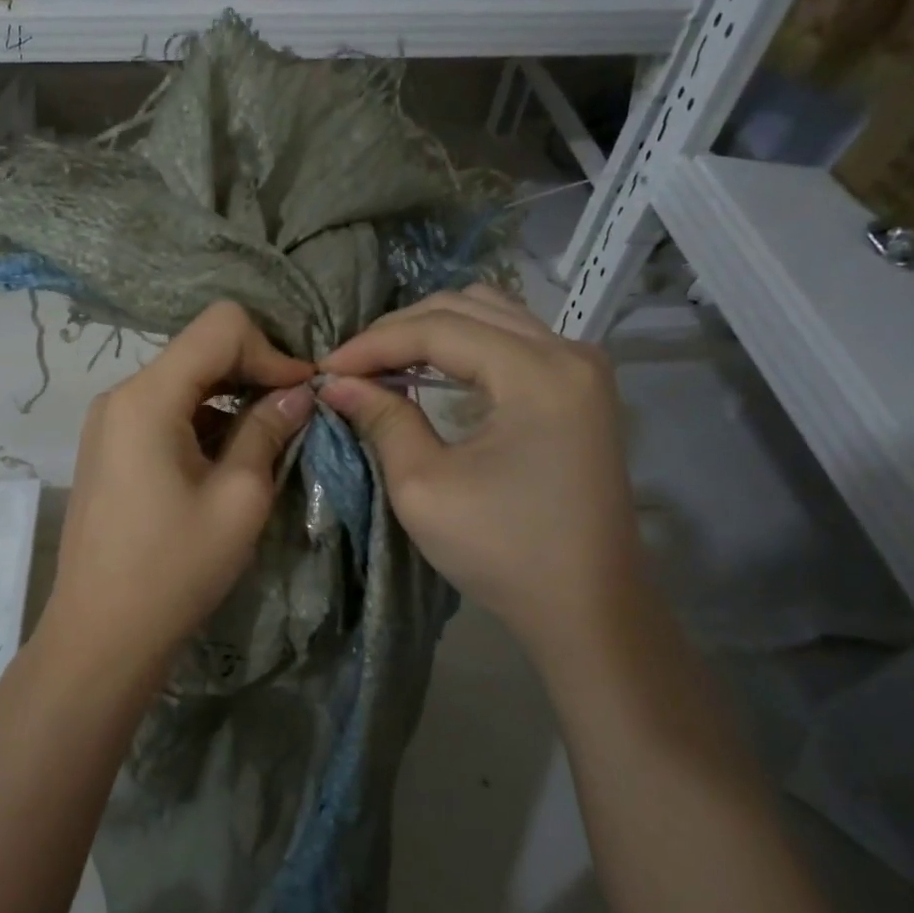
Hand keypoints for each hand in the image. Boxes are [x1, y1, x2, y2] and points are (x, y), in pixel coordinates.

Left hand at [37, 301, 315, 681]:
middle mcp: (120, 396)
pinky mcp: (109, 448)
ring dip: (230, 400)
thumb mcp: (238, 499)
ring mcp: (109, 422)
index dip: (270, 351)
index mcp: (146, 398)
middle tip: (295, 414)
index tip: (301, 394)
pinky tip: (229, 460)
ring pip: (183, 382)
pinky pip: (164, 413)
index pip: (220, 327)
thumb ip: (268, 431)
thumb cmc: (174, 570)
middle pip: (199, 351)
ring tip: (267, 441)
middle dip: (253, 372)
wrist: (101, 634)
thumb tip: (298, 393)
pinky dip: (203, 422)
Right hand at [319, 285, 643, 662]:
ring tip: (383, 366)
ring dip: (430, 333)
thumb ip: (383, 420)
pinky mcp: (580, 389)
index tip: (326, 370)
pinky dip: (463, 348)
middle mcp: (568, 352)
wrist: (587, 606)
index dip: (373, 343)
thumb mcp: (424, 487)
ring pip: (491, 315)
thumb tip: (336, 384)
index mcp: (537, 373)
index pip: (439, 329)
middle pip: (467, 306)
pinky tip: (430, 374)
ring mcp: (581, 368)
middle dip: (398, 331)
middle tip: (350, 367)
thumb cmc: (503, 552)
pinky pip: (512, 341)